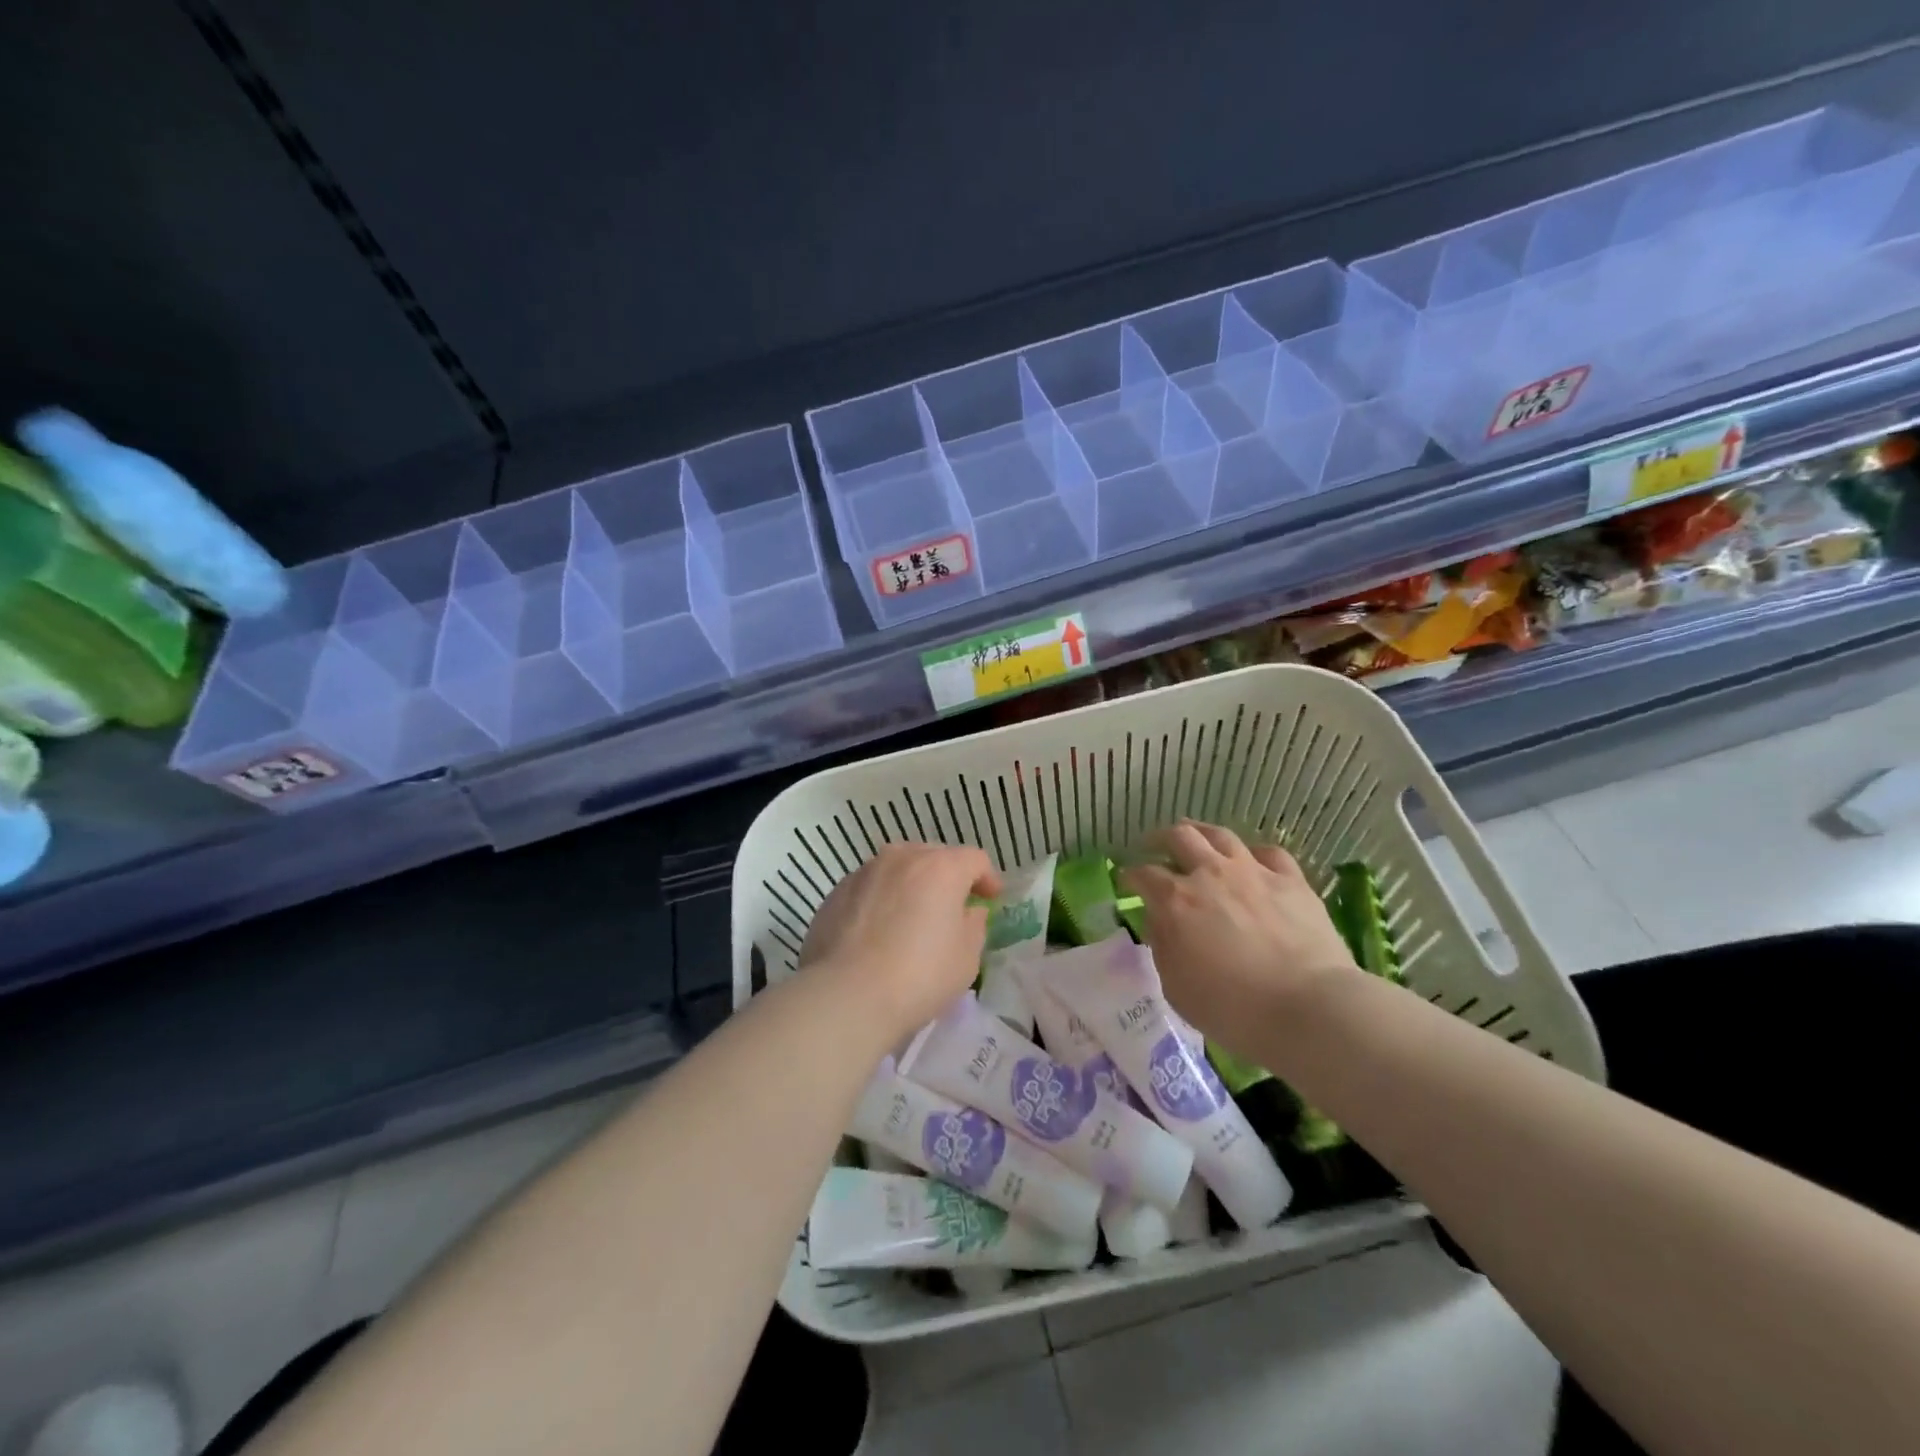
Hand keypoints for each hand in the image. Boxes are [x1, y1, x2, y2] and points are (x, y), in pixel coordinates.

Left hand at [800, 842, 1001, 1045]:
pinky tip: (879, 930)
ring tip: (912, 915)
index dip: (987, 878)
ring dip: (911, 884)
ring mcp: (865, 872)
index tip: (990, 899)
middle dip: (947, 877)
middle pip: (934, 856)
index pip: (974, 859)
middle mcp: (902, 857)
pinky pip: (871, 887)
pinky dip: (882, 899)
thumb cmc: (919, 976)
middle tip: (951, 906)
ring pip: (898, 867)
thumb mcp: (966, 958)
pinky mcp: (837, 891)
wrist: (846, 995)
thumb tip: (969, 912)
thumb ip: (974, 926)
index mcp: (941, 868)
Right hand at [1120, 821, 1356, 1054]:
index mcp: (1175, 900)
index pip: (1143, 875)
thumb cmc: (1232, 1009)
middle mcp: (1210, 874)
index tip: (1127, 881)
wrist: (1308, 1007)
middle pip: (1180, 837)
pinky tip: (1251, 861)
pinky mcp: (1291, 881)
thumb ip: (1163, 947)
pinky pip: (1268, 853)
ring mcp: (1253, 872)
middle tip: (1154, 846)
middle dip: (1160, 839)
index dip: (1130, 875)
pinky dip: (1253, 854)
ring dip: (1202, 833)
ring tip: (1196, 838)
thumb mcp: (1176, 987)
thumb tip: (1162, 922)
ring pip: (1221, 835)